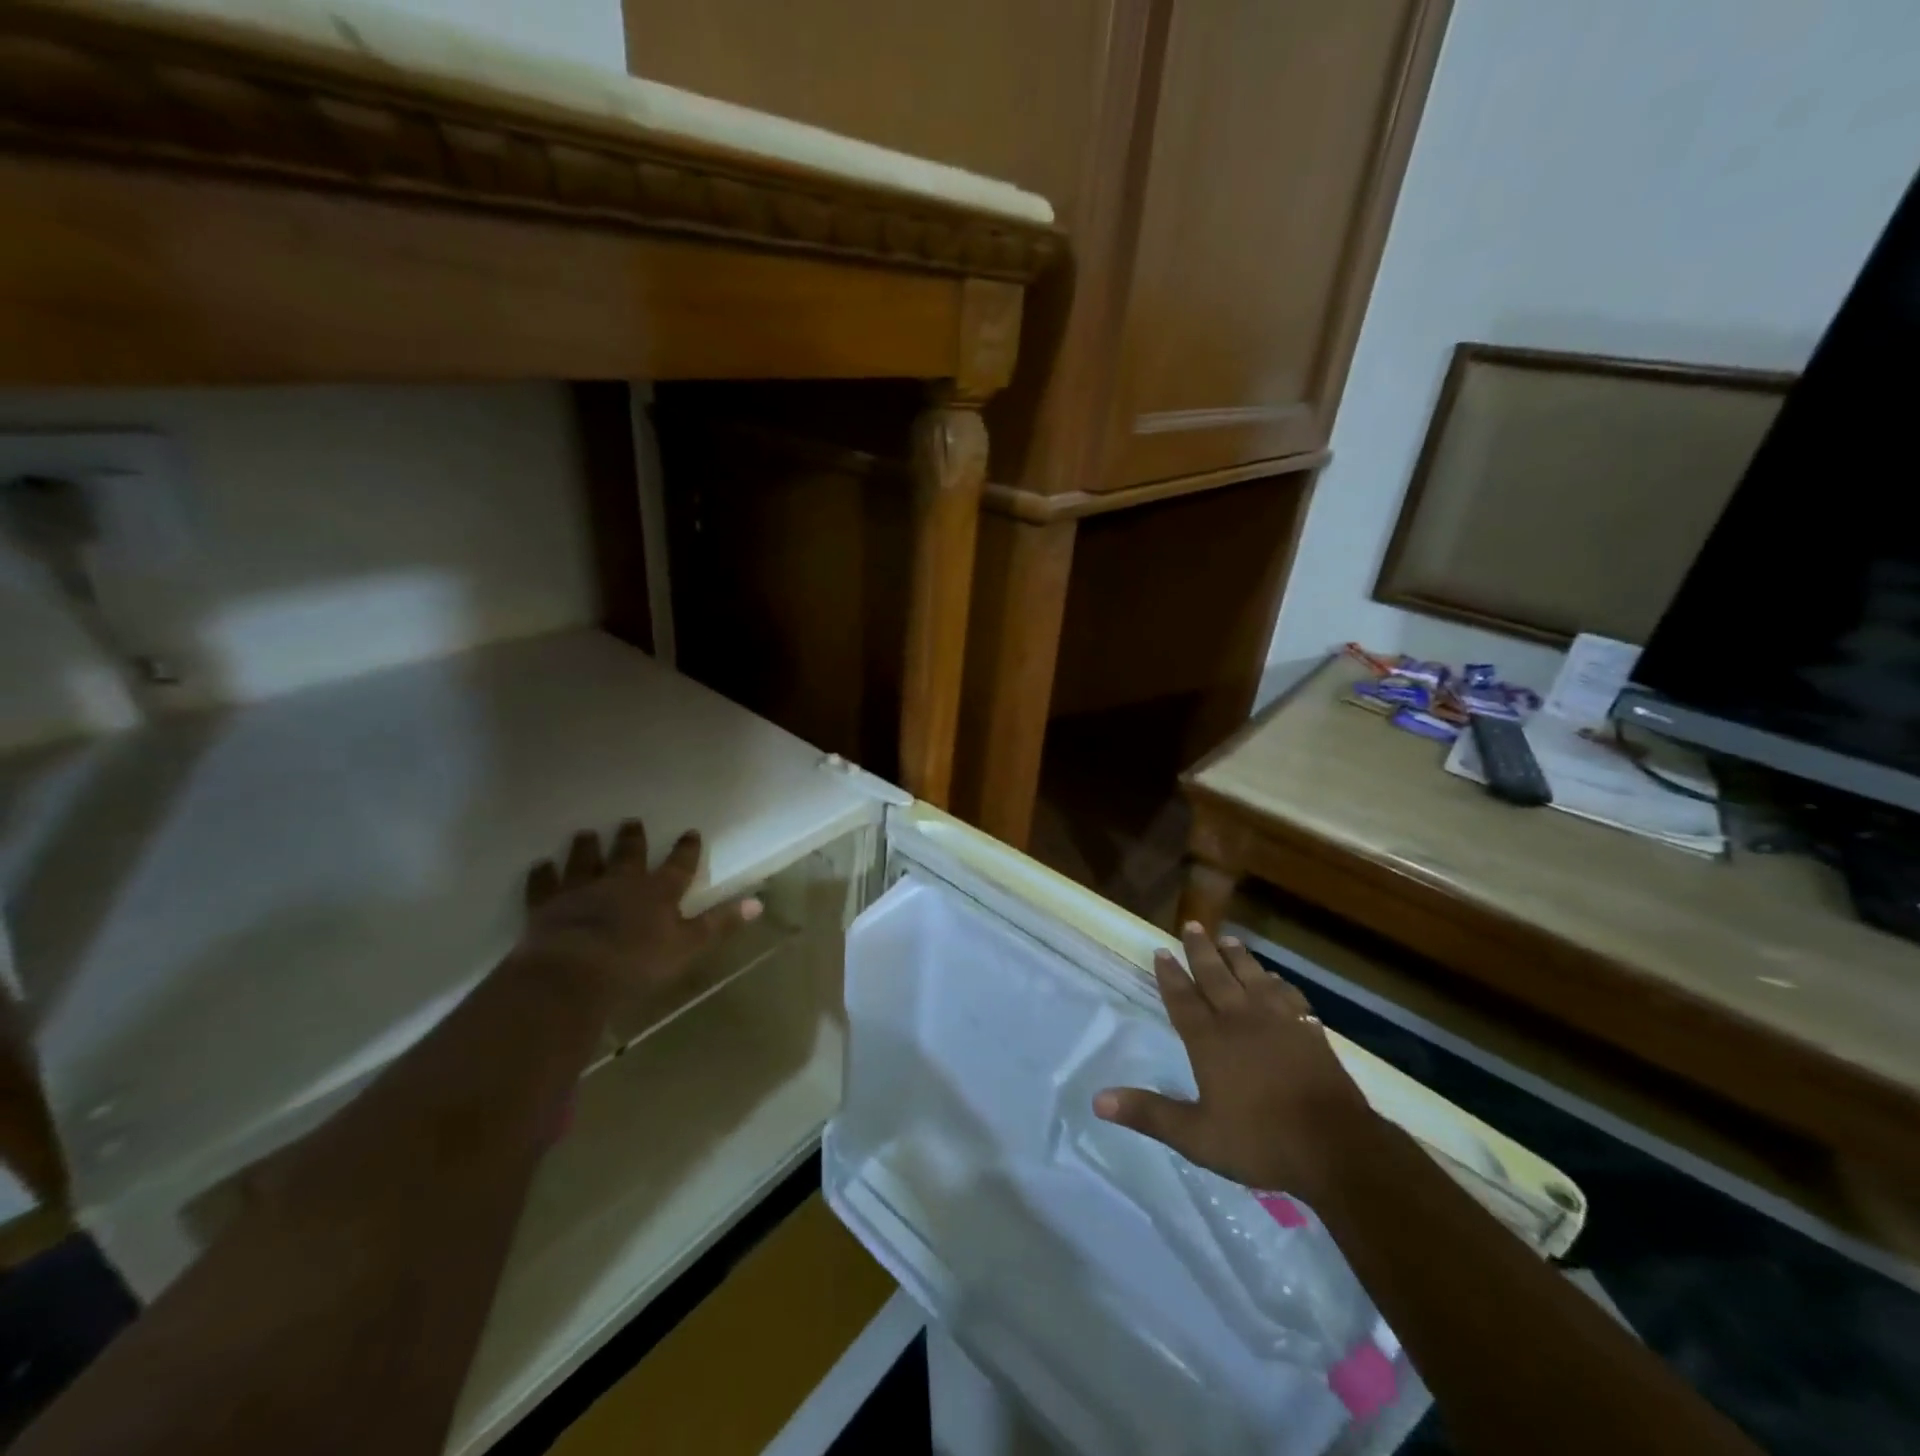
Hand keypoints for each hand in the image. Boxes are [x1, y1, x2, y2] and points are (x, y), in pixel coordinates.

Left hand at [516, 821, 760, 1008]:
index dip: (686, 850)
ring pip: (585, 861)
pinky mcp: (547, 906)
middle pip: (629, 855)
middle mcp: (621, 882)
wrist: (574, 971)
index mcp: (658, 892)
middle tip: (631, 822)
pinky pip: (545, 885)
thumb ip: (720, 923)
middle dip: (632, 839)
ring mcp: (582, 891)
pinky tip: (540, 865)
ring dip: (587, 847)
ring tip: (585, 833)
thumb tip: (759, 902)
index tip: (690, 832)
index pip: (678, 866)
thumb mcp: (689, 946)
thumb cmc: (637, 962)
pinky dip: (543, 874)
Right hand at [1094, 924, 1374, 1198]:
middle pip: (1216, 976)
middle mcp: (1240, 1020)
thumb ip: (1149, 1114)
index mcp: (1210, 1040)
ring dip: (1238, 957)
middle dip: (1201, 950)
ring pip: (1252, 977)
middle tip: (1192, 925)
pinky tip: (1275, 979)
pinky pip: (1288, 995)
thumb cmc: (1260, 1141)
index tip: (1161, 950)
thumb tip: (1098, 1100)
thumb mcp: (1196, 1136)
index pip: (1183, 998)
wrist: (1335, 1147)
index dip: (1170, 974)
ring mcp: (1278, 1022)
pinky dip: (1277, 982)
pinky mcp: (1309, 1031)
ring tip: (1229, 939)